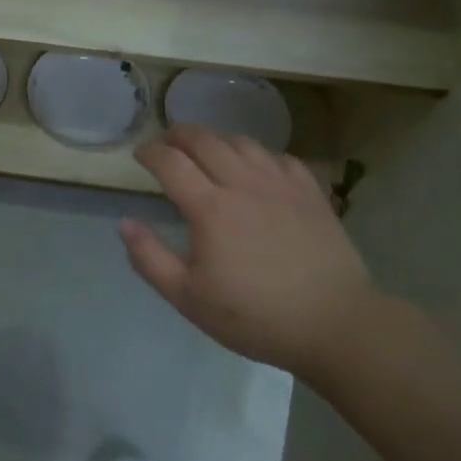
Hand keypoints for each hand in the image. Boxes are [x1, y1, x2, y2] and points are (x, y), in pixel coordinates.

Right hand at [120, 126, 380, 377]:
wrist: (335, 325)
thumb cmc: (255, 317)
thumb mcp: (189, 298)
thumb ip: (150, 259)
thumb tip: (125, 224)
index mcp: (210, 208)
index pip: (170, 162)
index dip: (149, 152)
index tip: (139, 156)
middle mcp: (243, 184)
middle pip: (204, 140)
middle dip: (177, 135)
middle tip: (165, 144)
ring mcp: (281, 185)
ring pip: (241, 142)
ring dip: (215, 140)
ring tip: (206, 152)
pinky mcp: (310, 193)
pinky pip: (279, 157)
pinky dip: (258, 155)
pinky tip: (255, 170)